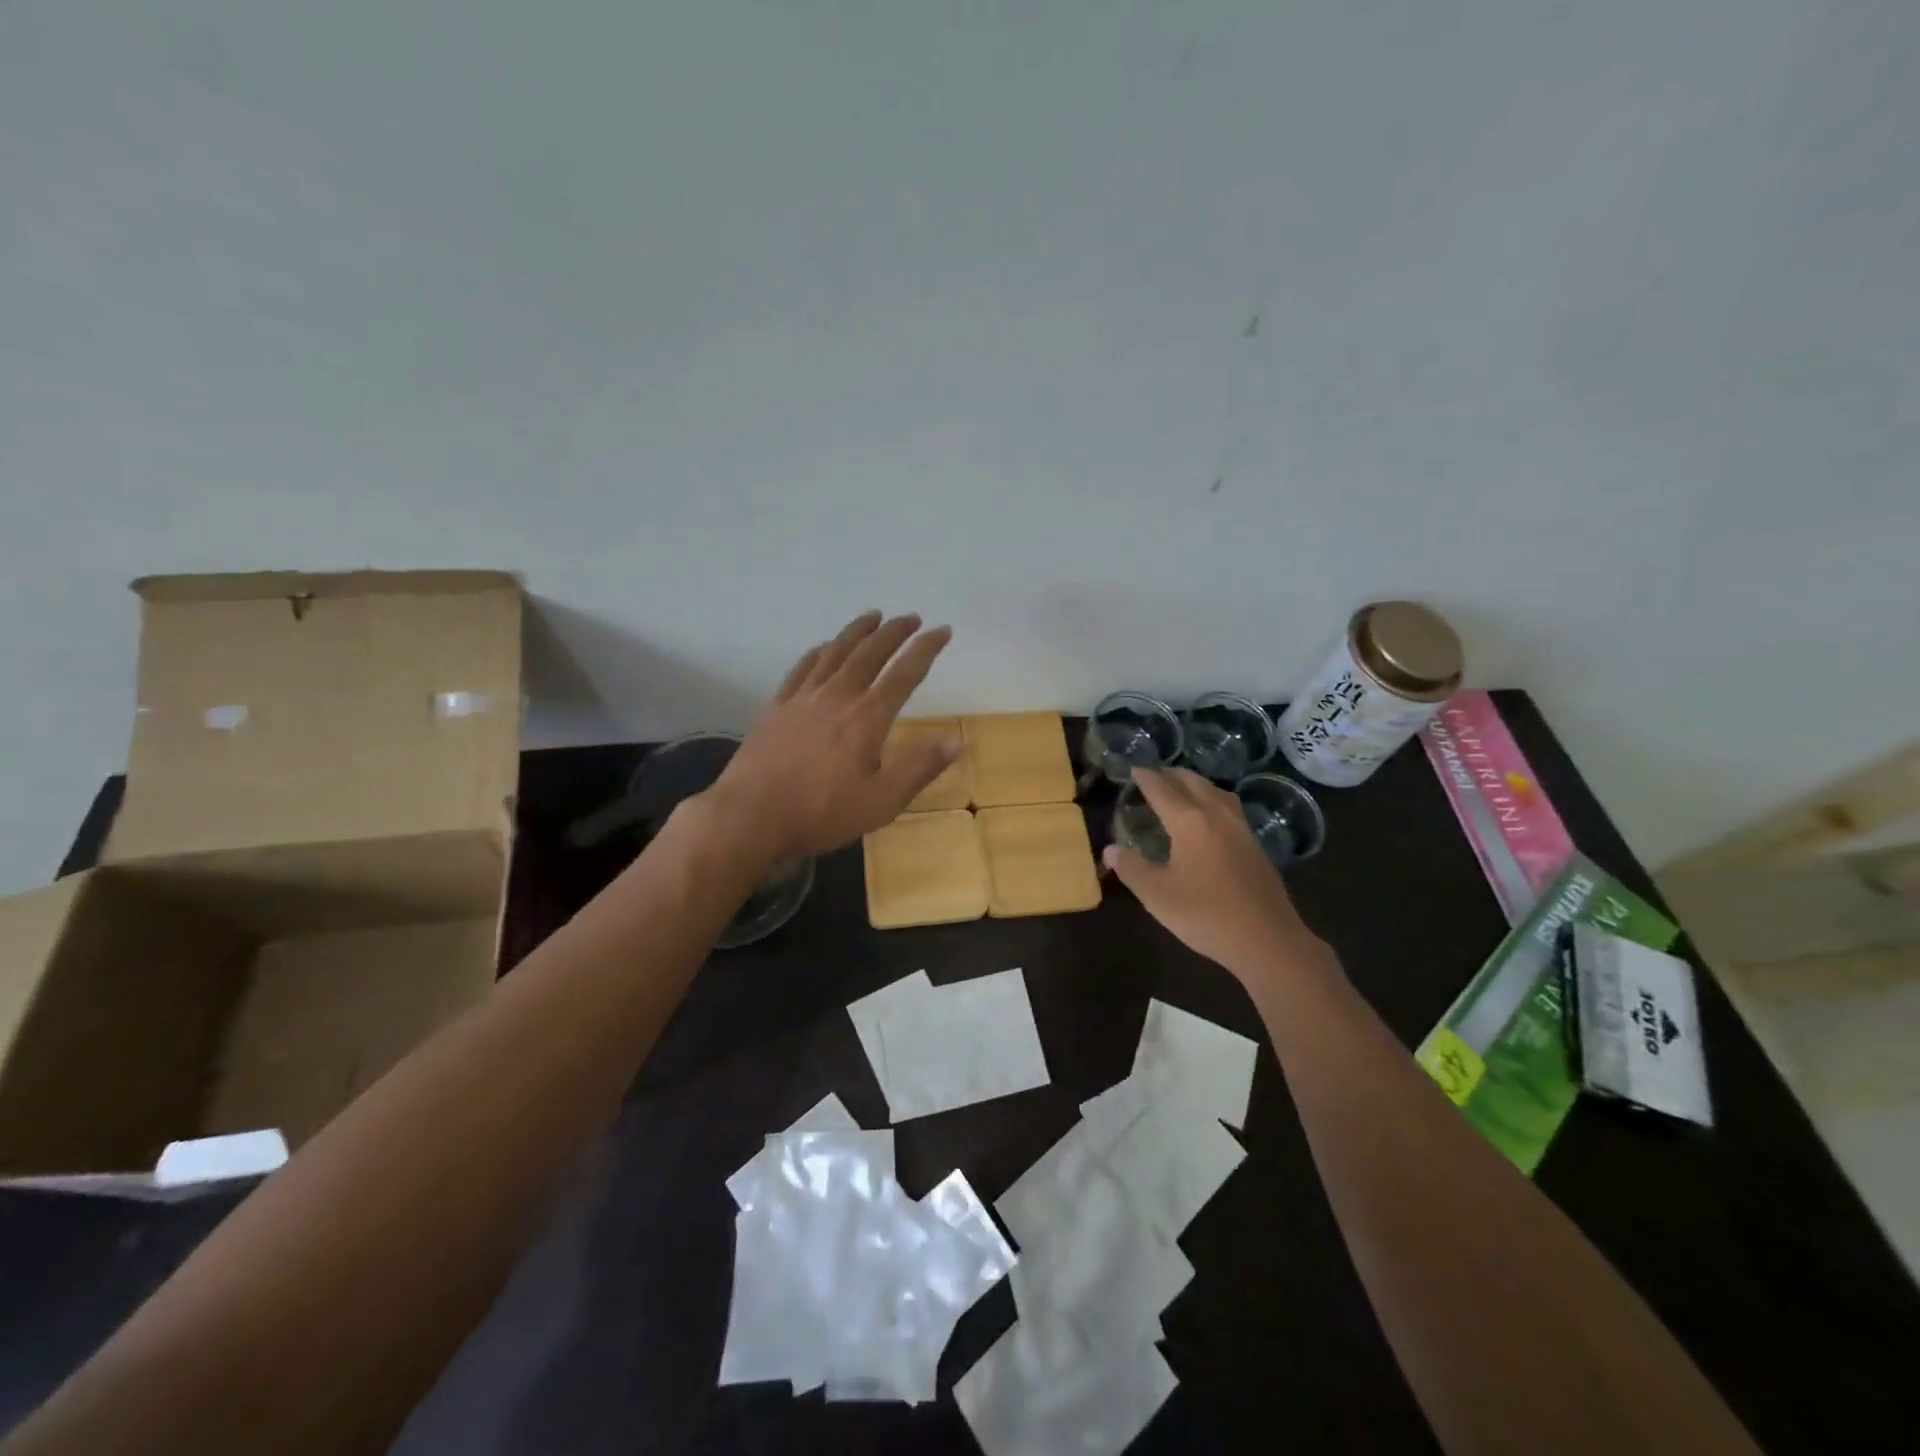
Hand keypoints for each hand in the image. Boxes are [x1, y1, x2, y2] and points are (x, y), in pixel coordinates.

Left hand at [704, 611, 957, 860]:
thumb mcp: (882, 801)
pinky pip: (802, 668)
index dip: (926, 649)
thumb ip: (920, 767)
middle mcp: (837, 696)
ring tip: (873, 616)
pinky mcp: (777, 707)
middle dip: (894, 632)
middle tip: (911, 618)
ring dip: (857, 631)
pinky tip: (824, 647)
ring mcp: (803, 698)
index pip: (905, 673)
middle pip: (869, 653)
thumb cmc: (823, 813)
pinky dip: (819, 651)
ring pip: (835, 652)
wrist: (752, 817)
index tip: (942, 631)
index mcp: (867, 717)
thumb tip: (955, 739)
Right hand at [1103, 768, 1327, 985]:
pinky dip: (1212, 800)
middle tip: (1154, 774)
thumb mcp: (1157, 895)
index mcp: (1190, 822)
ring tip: (1182, 787)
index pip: (1162, 790)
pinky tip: (1210, 817)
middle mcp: (1217, 816)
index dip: (1146, 779)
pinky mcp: (1255, 846)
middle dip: (1171, 775)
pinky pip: (1229, 808)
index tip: (1134, 768)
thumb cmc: (1205, 914)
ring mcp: (1241, 830)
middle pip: (1193, 783)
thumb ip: (1132, 868)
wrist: (1267, 940)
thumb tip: (1110, 849)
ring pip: (1216, 792)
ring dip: (1195, 784)